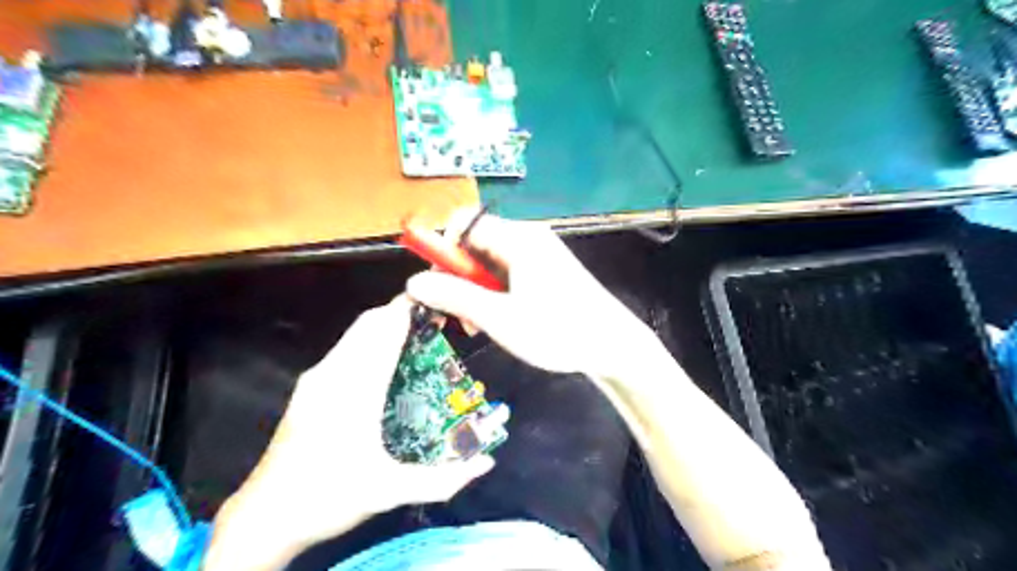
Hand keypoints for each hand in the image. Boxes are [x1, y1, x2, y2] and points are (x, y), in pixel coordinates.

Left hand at [203, 298, 494, 569]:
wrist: (264, 517)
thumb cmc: (328, 498)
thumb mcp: (391, 492)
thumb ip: (443, 480)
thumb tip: (486, 463)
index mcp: (354, 392)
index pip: (385, 333)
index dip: (410, 311)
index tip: (439, 304)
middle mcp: (333, 375)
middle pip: (369, 323)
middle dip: (402, 313)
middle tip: (436, 321)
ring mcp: (317, 378)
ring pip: (355, 333)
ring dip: (386, 325)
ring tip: (418, 334)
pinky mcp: (309, 386)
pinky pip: (346, 347)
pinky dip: (370, 340)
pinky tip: (387, 359)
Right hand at [409, 210, 659, 379]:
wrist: (611, 345)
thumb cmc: (557, 330)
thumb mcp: (499, 317)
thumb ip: (454, 297)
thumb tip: (415, 282)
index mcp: (518, 239)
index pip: (465, 222)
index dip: (443, 247)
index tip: (438, 281)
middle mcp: (527, 239)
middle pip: (475, 244)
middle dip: (459, 277)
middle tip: (458, 313)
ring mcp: (538, 255)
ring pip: (489, 263)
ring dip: (475, 291)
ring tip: (478, 324)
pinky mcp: (545, 272)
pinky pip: (507, 274)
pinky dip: (494, 294)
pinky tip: (497, 320)